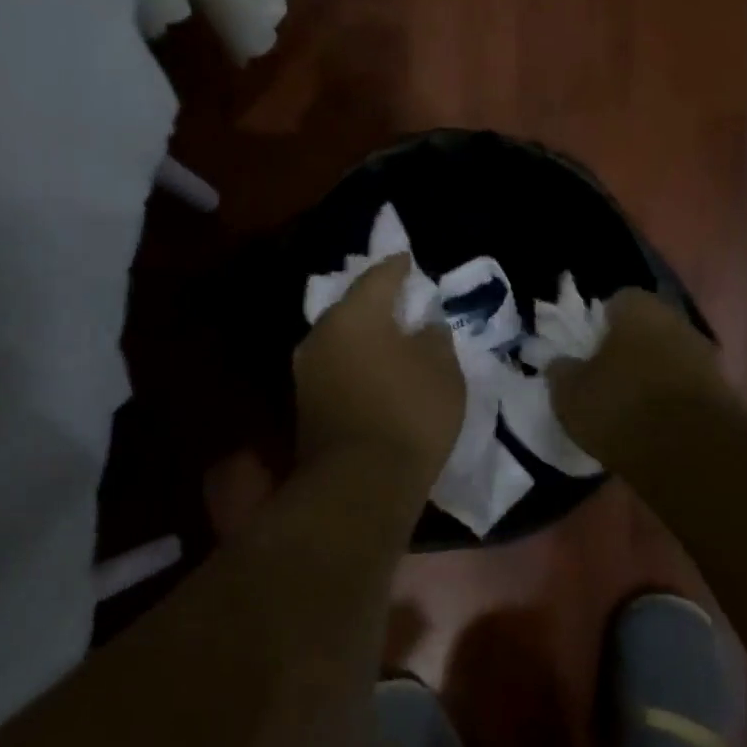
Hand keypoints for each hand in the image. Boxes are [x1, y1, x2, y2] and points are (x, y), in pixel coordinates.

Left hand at [294, 255, 464, 485]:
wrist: (360, 485)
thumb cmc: (409, 413)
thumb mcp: (442, 369)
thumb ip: (434, 338)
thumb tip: (424, 328)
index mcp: (353, 315)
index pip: (378, 277)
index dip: (398, 267)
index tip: (409, 261)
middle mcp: (320, 336)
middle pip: (351, 308)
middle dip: (376, 304)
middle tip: (401, 303)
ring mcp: (307, 374)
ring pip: (340, 341)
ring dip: (364, 338)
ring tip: (390, 341)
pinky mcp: (305, 407)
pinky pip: (336, 370)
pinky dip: (356, 366)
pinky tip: (375, 374)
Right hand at [548, 288, 733, 466]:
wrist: (694, 453)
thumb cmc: (622, 407)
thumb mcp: (570, 394)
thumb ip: (561, 373)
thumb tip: (561, 364)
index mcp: (638, 308)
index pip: (615, 302)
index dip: (597, 326)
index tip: (585, 353)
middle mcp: (676, 321)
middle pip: (645, 330)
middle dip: (627, 350)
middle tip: (604, 380)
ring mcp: (705, 356)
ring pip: (668, 358)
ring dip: (651, 377)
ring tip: (628, 409)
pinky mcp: (723, 391)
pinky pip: (686, 388)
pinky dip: (671, 402)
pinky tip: (654, 428)